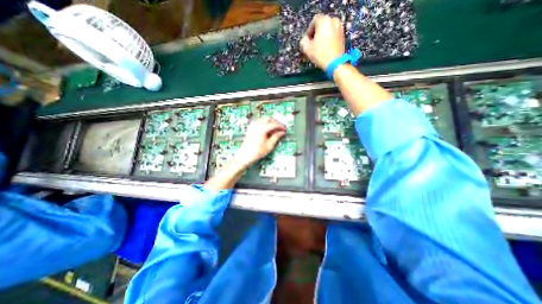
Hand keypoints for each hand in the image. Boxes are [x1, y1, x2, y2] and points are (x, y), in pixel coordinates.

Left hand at [234, 116, 287, 167]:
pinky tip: (267, 129)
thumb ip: (276, 137)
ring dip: (270, 122)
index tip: (284, 129)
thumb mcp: (269, 145)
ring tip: (274, 129)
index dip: (280, 126)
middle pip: (268, 119)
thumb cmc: (257, 152)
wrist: (245, 155)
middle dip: (275, 122)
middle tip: (280, 128)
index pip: (273, 124)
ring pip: (263, 119)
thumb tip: (282, 132)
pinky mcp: (250, 128)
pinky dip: (265, 123)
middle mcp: (257, 125)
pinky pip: (259, 122)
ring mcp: (253, 125)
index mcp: (262, 129)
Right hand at [299, 14, 344, 69]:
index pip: (314, 21)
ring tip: (319, 47)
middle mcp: (333, 20)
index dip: (309, 30)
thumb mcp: (307, 48)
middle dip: (316, 33)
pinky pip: (333, 34)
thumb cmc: (320, 54)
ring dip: (322, 36)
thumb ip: (303, 41)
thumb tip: (305, 39)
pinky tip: (325, 48)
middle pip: (322, 24)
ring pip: (328, 29)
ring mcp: (339, 27)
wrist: (335, 63)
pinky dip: (328, 39)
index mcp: (324, 21)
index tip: (307, 40)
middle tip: (312, 44)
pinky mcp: (343, 35)